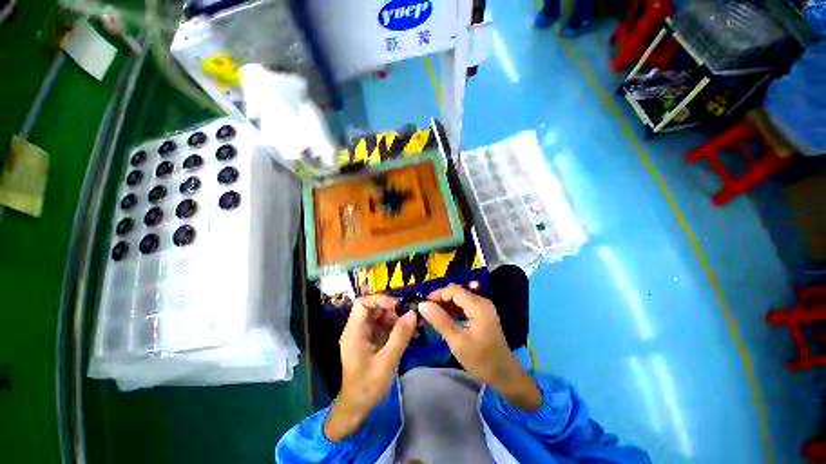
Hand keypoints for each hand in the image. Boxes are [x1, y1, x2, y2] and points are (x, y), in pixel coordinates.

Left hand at [324, 295, 416, 441]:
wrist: (357, 407)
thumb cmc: (368, 386)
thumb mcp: (387, 361)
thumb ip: (400, 336)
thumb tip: (412, 313)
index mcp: (354, 332)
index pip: (362, 303)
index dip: (379, 300)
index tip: (397, 306)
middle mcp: (357, 329)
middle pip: (372, 308)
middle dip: (390, 309)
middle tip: (407, 316)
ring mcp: (363, 335)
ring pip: (379, 316)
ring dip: (394, 317)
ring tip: (409, 324)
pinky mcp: (370, 341)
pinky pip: (382, 326)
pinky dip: (394, 326)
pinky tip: (405, 331)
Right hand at [419, 284, 541, 410]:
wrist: (505, 375)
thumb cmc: (481, 360)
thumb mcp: (457, 342)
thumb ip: (440, 321)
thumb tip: (422, 304)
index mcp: (478, 306)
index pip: (453, 290)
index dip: (437, 294)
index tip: (423, 305)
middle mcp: (481, 302)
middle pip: (457, 293)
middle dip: (440, 300)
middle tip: (426, 312)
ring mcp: (483, 307)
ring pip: (459, 299)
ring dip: (446, 305)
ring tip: (433, 316)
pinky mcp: (482, 314)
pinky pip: (464, 306)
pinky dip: (453, 310)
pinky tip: (445, 320)